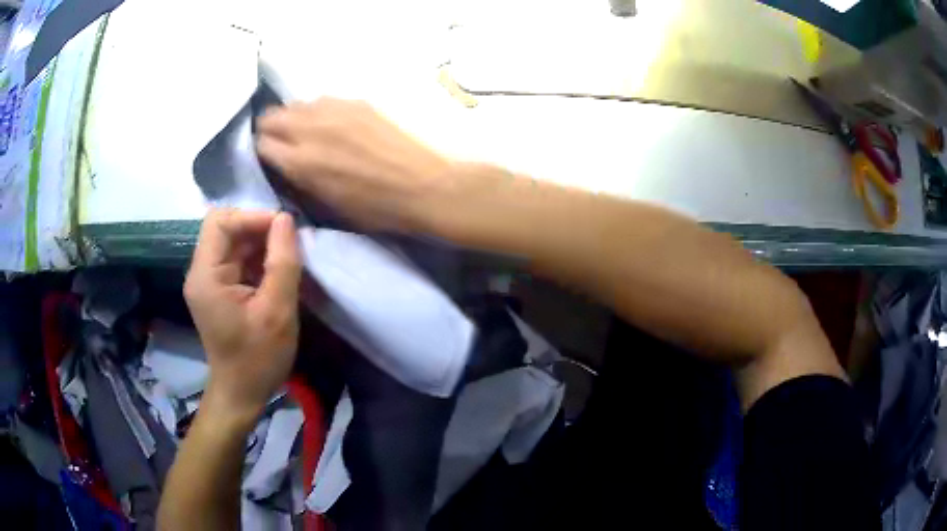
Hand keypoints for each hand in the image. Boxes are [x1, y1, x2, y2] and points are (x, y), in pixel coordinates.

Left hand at [184, 209, 300, 422]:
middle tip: (288, 242)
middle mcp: (200, 272)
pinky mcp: (217, 289)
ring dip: (259, 243)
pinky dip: (257, 258)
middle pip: (225, 228)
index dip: (253, 217)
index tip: (285, 228)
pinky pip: (236, 259)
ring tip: (286, 256)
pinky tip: (275, 270)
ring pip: (232, 242)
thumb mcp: (277, 311)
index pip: (221, 222)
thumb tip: (286, 219)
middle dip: (258, 228)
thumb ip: (282, 262)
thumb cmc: (258, 358)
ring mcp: (207, 281)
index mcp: (206, 276)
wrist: (242, 393)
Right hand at [256, 98, 451, 231]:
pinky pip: (323, 100)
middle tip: (281, 141)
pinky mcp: (357, 102)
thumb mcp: (328, 204)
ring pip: (297, 104)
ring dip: (294, 117)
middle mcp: (310, 129)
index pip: (262, 144)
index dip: (263, 151)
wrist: (424, 186)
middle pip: (272, 117)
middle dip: (271, 129)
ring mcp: (335, 110)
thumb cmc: (376, 208)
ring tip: (307, 130)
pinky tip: (333, 123)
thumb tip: (288, 163)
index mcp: (301, 162)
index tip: (270, 156)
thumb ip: (301, 179)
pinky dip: (319, 111)